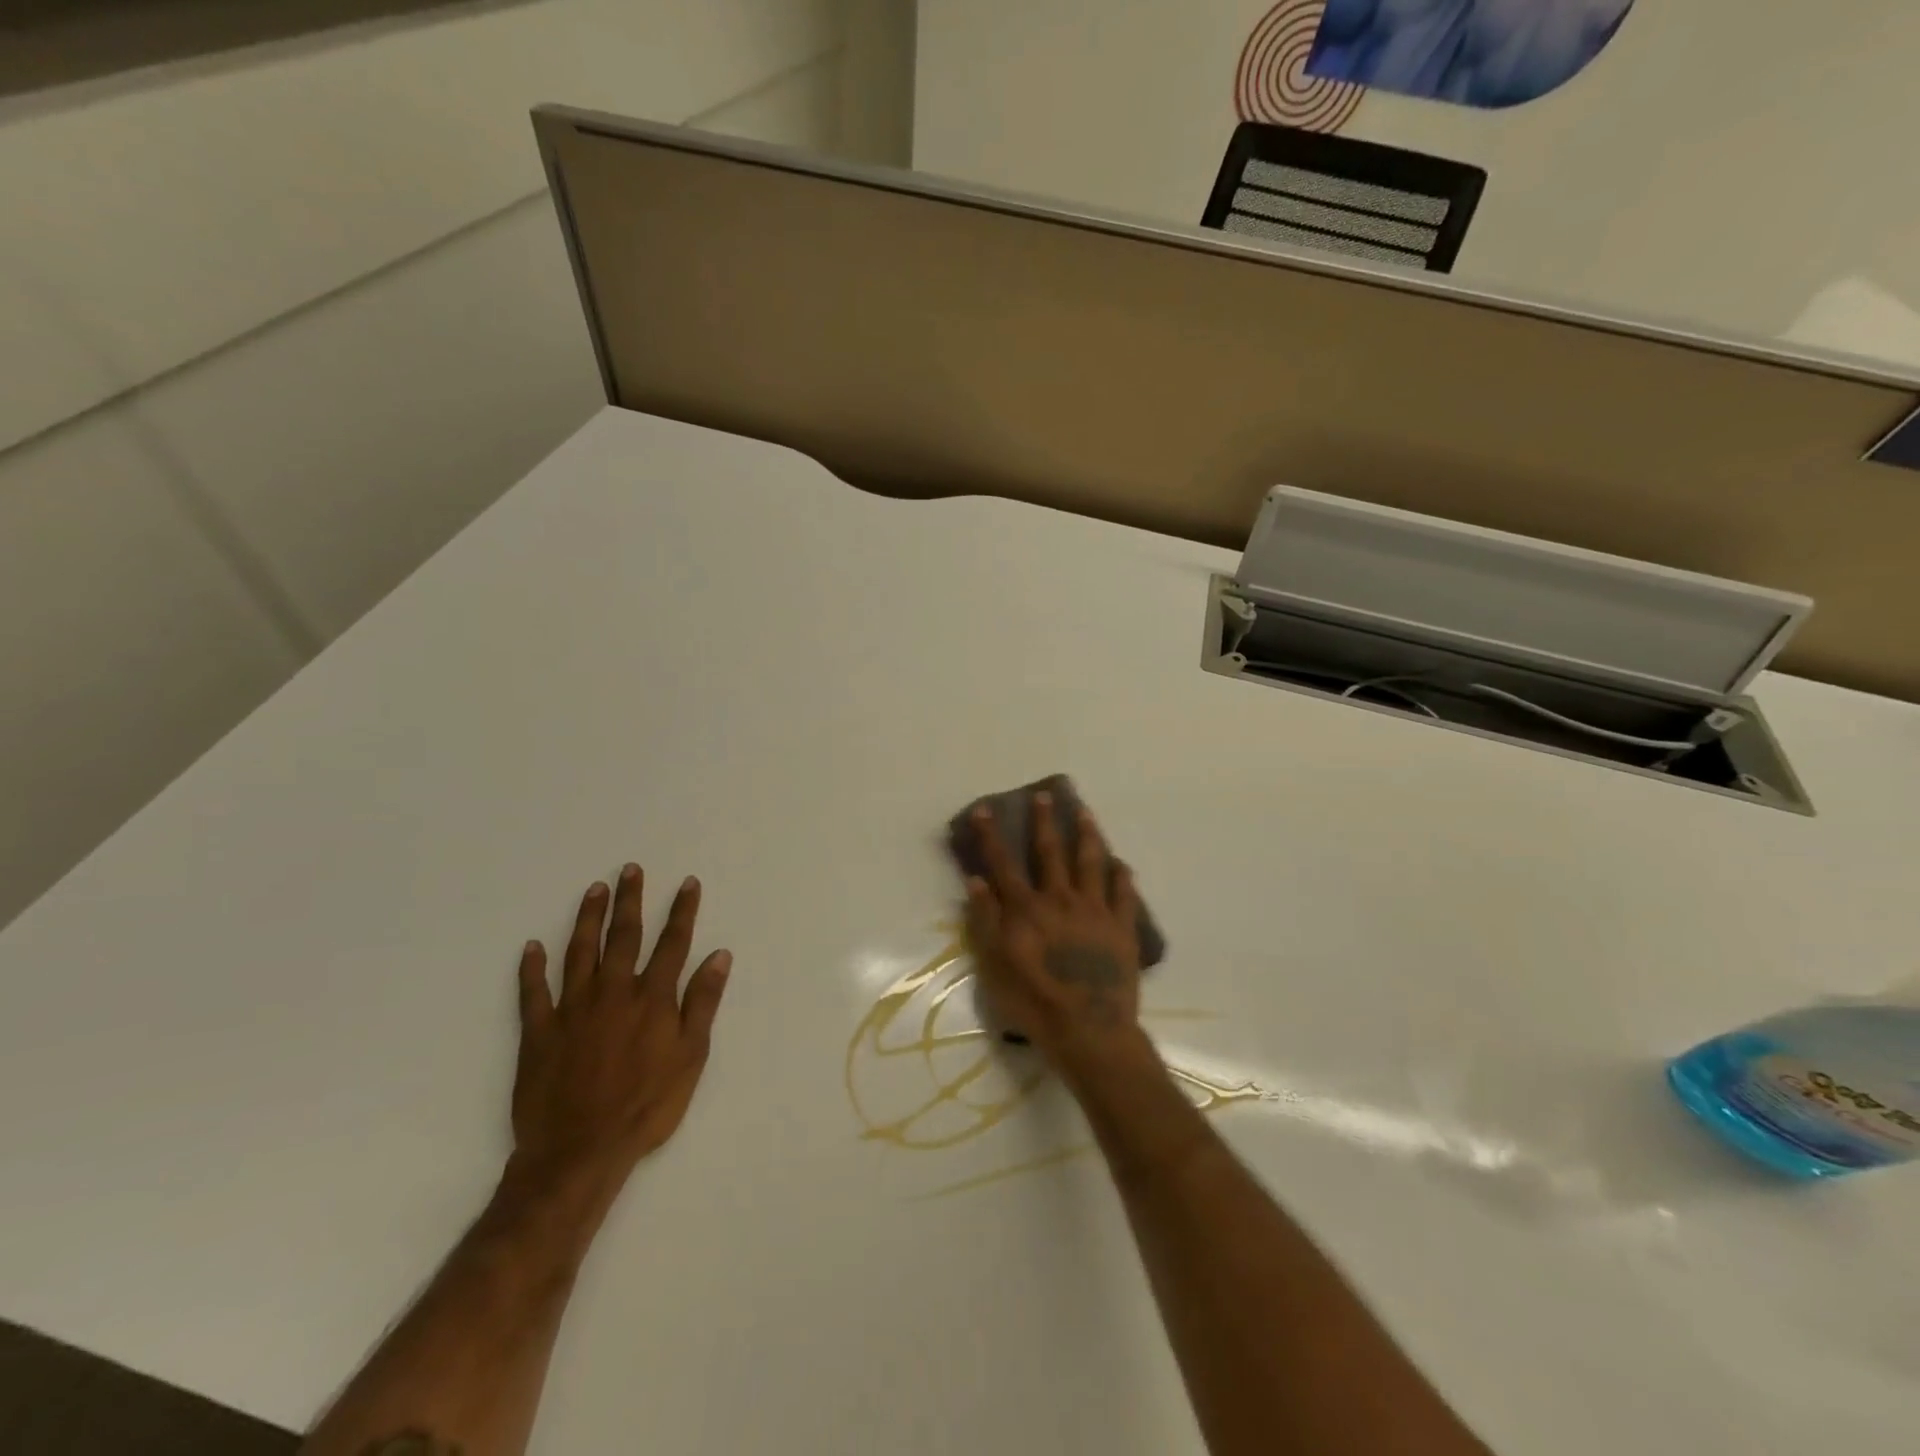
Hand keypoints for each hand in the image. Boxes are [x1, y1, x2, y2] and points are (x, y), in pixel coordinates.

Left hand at [508, 866, 730, 1201]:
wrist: (580, 1150)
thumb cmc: (647, 1105)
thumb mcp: (691, 1056)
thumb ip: (703, 1002)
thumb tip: (719, 956)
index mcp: (652, 998)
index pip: (672, 943)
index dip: (682, 911)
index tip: (687, 883)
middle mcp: (613, 992)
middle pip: (624, 936)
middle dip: (630, 900)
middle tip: (629, 870)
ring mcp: (572, 1009)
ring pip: (580, 952)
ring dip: (588, 918)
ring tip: (594, 890)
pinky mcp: (539, 1031)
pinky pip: (533, 992)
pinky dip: (532, 968)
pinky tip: (532, 947)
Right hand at [963, 792, 1147, 1073]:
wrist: (1088, 1029)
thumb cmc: (1033, 1001)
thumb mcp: (994, 965)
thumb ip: (986, 920)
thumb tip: (977, 881)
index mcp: (1026, 908)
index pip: (1003, 864)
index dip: (991, 836)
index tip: (984, 809)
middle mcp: (1060, 899)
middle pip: (1050, 852)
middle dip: (1045, 822)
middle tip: (1046, 796)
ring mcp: (1095, 911)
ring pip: (1091, 863)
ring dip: (1087, 835)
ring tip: (1086, 813)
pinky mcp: (1121, 928)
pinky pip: (1124, 895)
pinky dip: (1122, 877)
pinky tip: (1121, 864)